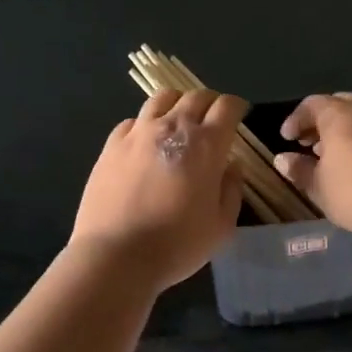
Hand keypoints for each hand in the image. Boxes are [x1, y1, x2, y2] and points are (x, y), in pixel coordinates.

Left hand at [70, 88, 245, 289]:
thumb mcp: (221, 226)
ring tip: (180, 120)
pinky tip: (146, 142)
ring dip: (178, 104)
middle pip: (196, 96)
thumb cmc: (177, 245)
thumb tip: (231, 166)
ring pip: (162, 98)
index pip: (227, 106)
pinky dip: (146, 124)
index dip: (237, 107)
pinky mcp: (111, 145)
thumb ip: (231, 190)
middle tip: (214, 119)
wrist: (116, 256)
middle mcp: (172, 128)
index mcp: (206, 145)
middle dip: (211, 102)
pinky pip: (133, 121)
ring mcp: (138, 133)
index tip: (240, 115)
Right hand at [274, 94, 351, 233]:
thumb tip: (282, 159)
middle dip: (320, 121)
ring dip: (342, 131)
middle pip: (337, 105)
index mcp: (338, 115)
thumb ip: (300, 170)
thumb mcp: (319, 186)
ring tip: (332, 156)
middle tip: (309, 143)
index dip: (296, 119)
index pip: (311, 104)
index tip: (287, 139)